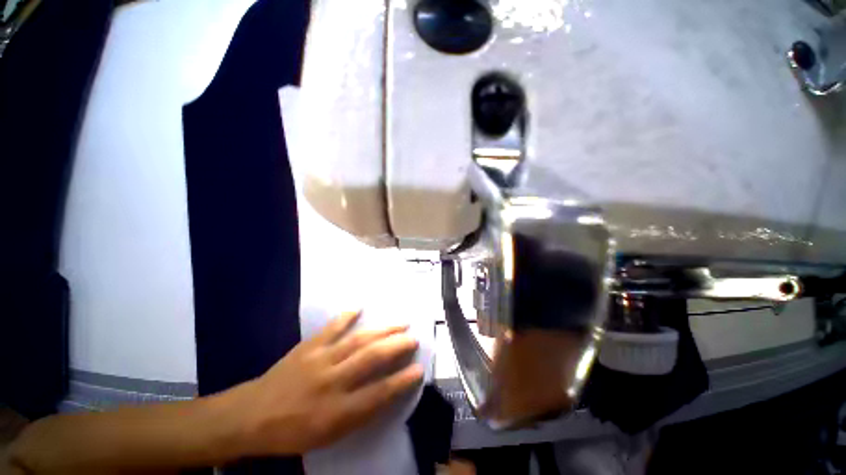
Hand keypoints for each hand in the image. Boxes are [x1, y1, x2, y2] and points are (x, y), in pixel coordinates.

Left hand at [235, 312, 423, 455]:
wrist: (252, 416)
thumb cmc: (294, 431)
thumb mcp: (329, 436)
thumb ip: (360, 414)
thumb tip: (387, 392)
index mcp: (337, 411)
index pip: (378, 394)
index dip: (401, 381)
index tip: (419, 369)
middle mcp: (332, 382)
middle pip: (371, 359)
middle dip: (396, 346)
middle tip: (413, 338)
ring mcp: (319, 360)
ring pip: (358, 340)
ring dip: (382, 330)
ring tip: (400, 323)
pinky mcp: (308, 347)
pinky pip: (330, 328)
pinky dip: (346, 316)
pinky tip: (358, 307)